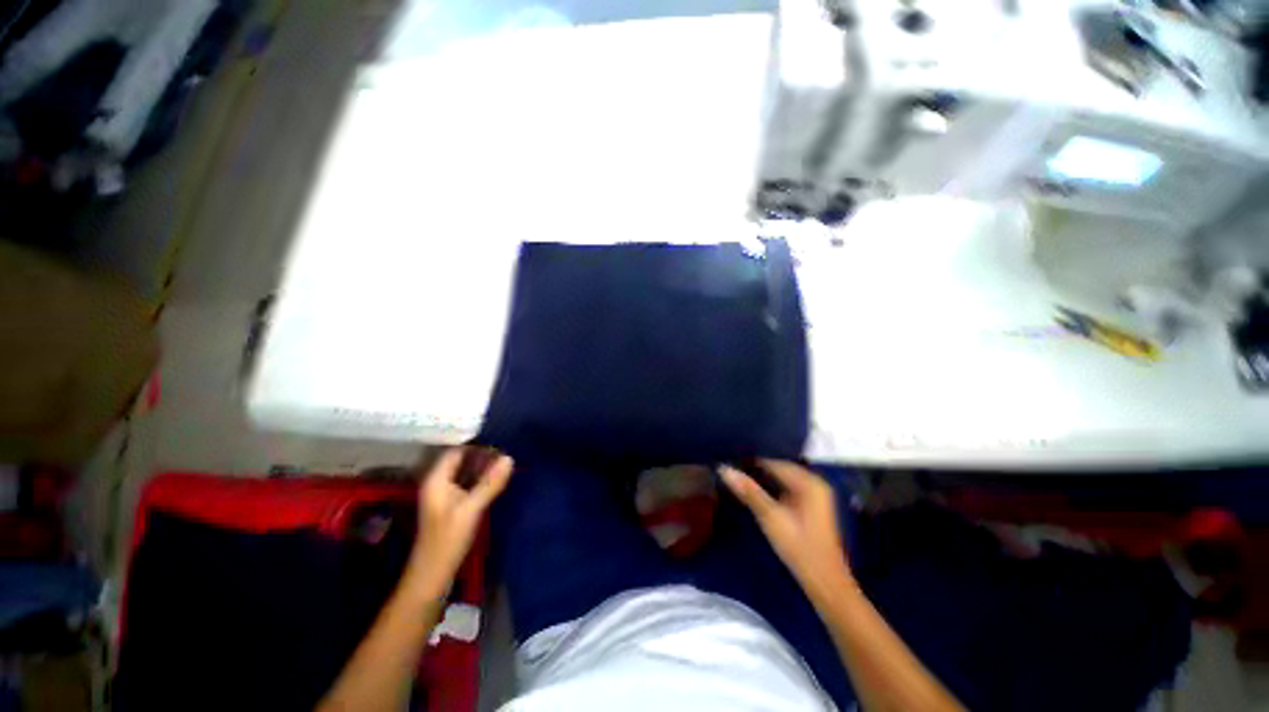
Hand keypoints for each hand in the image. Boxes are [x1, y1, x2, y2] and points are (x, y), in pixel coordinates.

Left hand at [405, 448, 512, 599]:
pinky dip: (482, 479)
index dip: (477, 444)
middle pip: (461, 461)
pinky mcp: (453, 506)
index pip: (456, 451)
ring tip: (507, 461)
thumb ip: (490, 483)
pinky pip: (469, 484)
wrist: (433, 575)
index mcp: (436, 480)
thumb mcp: (471, 509)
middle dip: (483, 455)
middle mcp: (439, 483)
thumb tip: (509, 457)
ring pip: (466, 473)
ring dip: (484, 467)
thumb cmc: (447, 540)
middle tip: (508, 450)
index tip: (500, 439)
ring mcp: (445, 495)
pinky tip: (497, 479)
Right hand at [721, 460, 851, 597]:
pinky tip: (754, 492)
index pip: (774, 462)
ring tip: (736, 478)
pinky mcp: (811, 506)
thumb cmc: (799, 548)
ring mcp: (814, 495)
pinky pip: (786, 489)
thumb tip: (724, 468)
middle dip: (755, 470)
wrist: (825, 584)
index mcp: (809, 482)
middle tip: (729, 469)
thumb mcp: (770, 517)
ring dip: (761, 480)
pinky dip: (770, 489)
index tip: (728, 460)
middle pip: (778, 469)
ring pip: (781, 479)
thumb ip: (748, 491)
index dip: (750, 461)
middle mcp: (814, 482)